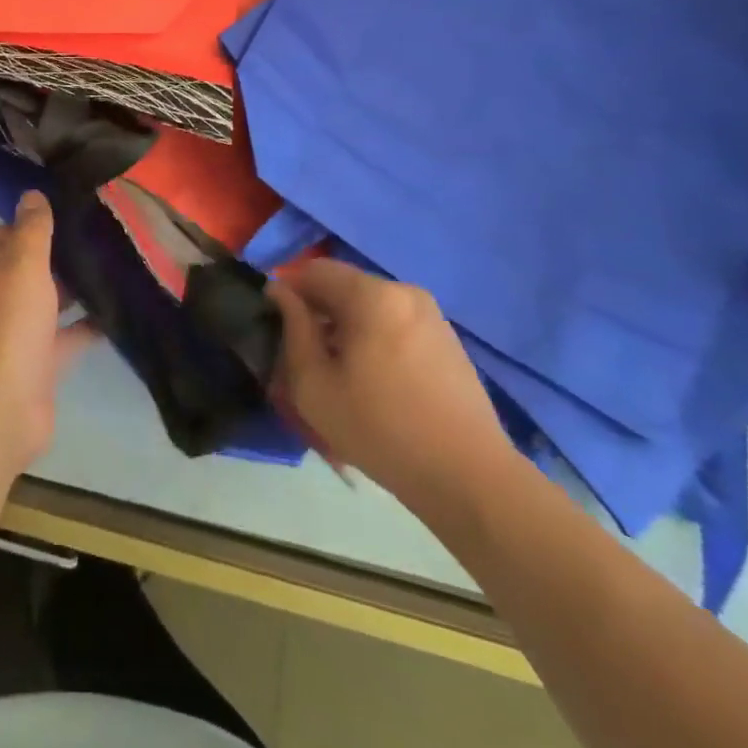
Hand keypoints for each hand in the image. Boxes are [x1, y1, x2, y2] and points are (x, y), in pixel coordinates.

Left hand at [0, 192, 91, 472]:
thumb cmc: (5, 325)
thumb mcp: (22, 265)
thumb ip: (31, 229)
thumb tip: (31, 194)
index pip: (0, 236)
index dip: (29, 225)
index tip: (67, 215)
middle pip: (23, 270)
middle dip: (56, 257)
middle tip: (98, 239)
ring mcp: (10, 336)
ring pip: (44, 304)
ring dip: (72, 292)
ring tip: (112, 269)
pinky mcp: (34, 366)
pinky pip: (62, 338)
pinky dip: (85, 327)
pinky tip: (116, 314)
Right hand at [273, 259, 520, 522]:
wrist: (469, 478)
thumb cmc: (380, 429)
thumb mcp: (314, 384)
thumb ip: (292, 329)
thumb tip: (280, 293)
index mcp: (371, 295)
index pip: (313, 270)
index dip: (287, 292)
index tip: (278, 327)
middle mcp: (403, 291)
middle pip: (344, 286)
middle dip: (318, 311)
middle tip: (305, 355)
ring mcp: (431, 314)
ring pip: (370, 305)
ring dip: (346, 326)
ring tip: (340, 372)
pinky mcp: (447, 339)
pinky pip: (395, 322)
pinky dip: (375, 338)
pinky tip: (376, 381)